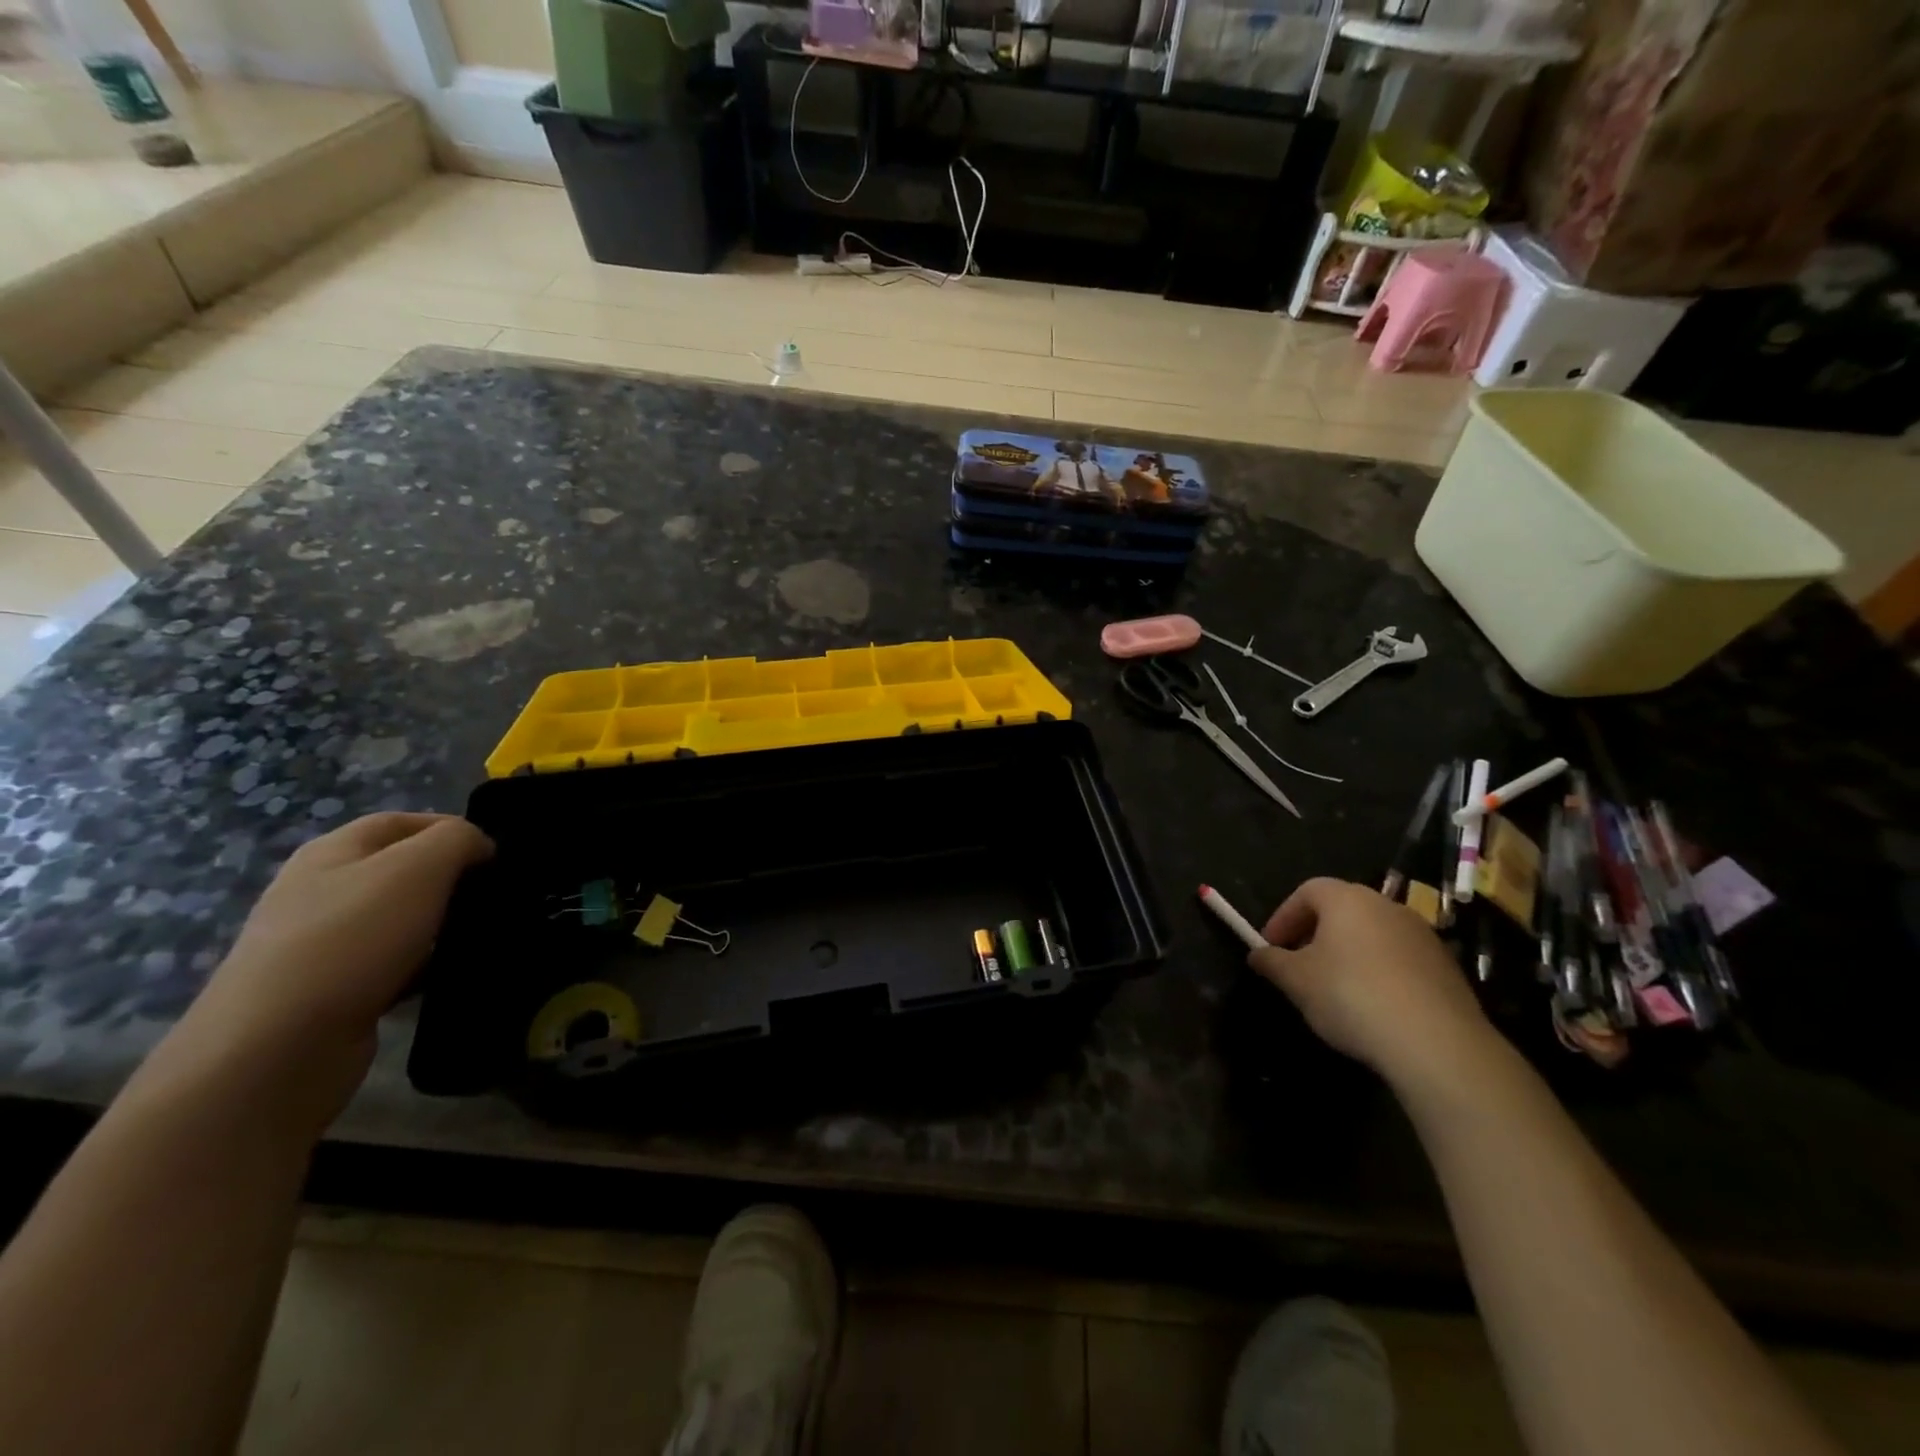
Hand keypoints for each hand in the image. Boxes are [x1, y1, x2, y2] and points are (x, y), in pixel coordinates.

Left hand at [169, 813, 493, 1126]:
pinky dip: (424, 966)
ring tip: (482, 935)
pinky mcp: (332, 990)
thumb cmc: (352, 938)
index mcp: (333, 851)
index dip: (453, 829)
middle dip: (452, 879)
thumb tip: (479, 847)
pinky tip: (448, 975)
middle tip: (496, 896)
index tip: (498, 855)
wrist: (277, 1047)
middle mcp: (321, 890)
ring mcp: (322, 943)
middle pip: (402, 870)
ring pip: (402, 920)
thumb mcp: (418, 867)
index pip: (403, 822)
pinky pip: (393, 964)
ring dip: (441, 925)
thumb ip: (458, 840)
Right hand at [1248, 877, 1498, 1089]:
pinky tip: (1372, 1007)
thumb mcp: (1296, 981)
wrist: (1437, 1043)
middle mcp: (1387, 906)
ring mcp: (1422, 935)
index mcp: (1347, 899)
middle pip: (1342, 910)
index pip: (1307, 891)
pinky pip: (1400, 960)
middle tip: (1298, 965)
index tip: (1271, 946)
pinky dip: (1379, 973)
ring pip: (1373, 935)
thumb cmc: (1351, 996)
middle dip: (1315, 934)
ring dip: (1348, 954)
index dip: (1284, 916)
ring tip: (1334, 990)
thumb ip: (1272, 962)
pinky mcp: (1447, 968)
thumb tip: (1258, 955)